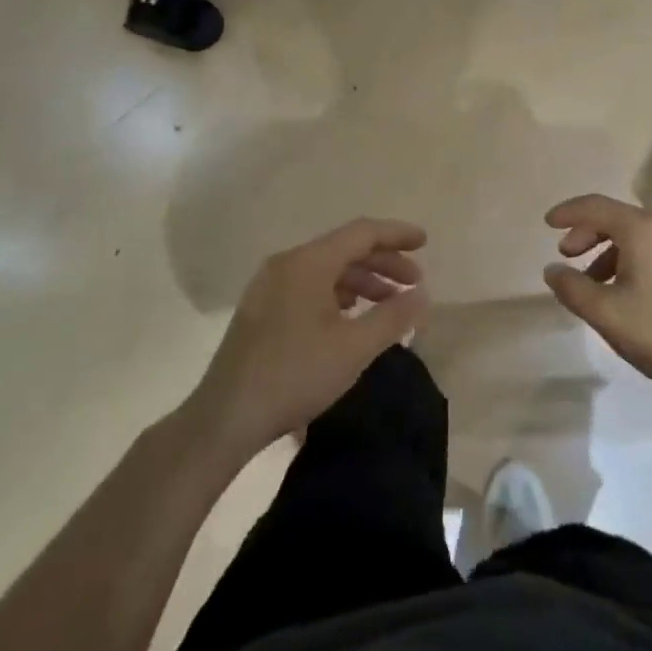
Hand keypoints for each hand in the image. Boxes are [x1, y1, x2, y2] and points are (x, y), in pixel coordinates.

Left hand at [186, 218, 427, 465]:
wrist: (225, 417)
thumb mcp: (354, 348)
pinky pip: (310, 286)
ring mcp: (270, 285)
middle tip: (414, 282)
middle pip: (344, 249)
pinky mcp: (263, 309)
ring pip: (327, 269)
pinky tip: (352, 315)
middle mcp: (287, 263)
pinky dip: (339, 294)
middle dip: (383, 262)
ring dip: (362, 280)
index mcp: (308, 262)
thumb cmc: (295, 375)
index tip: (425, 242)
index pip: (362, 233)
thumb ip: (393, 317)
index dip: (396, 234)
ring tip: (389, 303)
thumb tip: (422, 295)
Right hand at [543, 194, 651, 402]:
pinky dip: (628, 259)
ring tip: (591, 282)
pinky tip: (622, 291)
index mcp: (643, 230)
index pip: (596, 206)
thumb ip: (571, 287)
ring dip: (606, 250)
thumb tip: (553, 270)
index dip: (568, 212)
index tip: (546, 224)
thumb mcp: (605, 312)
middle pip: (616, 217)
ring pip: (635, 235)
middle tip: (566, 256)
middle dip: (586, 233)